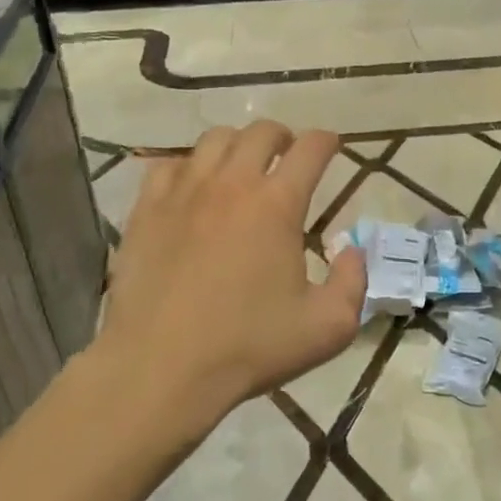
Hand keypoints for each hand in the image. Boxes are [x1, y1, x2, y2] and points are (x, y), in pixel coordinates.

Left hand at [96, 121, 365, 419]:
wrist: (160, 368)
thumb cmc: (249, 348)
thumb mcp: (328, 327)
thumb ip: (353, 281)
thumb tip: (350, 248)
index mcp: (278, 204)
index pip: (310, 149)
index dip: (327, 141)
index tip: (332, 146)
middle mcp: (231, 184)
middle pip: (261, 132)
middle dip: (283, 136)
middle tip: (288, 155)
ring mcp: (183, 193)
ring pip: (214, 140)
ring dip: (237, 145)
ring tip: (242, 166)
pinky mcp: (146, 210)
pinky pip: (168, 165)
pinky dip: (188, 166)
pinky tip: (192, 187)